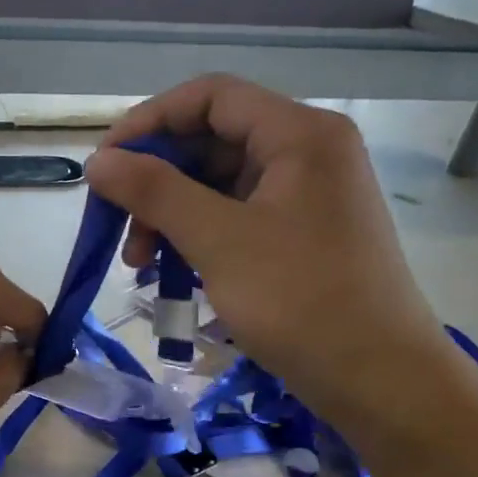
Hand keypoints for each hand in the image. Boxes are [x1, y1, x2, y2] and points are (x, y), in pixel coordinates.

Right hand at [86, 76, 463, 443]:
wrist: (379, 379)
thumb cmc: (300, 300)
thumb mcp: (218, 240)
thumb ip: (154, 192)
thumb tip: (98, 160)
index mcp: (299, 133)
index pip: (210, 97)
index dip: (149, 122)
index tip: (105, 164)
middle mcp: (306, 151)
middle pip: (211, 140)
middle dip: (156, 180)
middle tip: (119, 227)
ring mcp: (306, 194)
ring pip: (218, 183)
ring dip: (170, 214)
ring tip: (139, 263)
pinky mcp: (300, 233)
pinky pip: (235, 216)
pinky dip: (197, 236)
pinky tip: (171, 271)